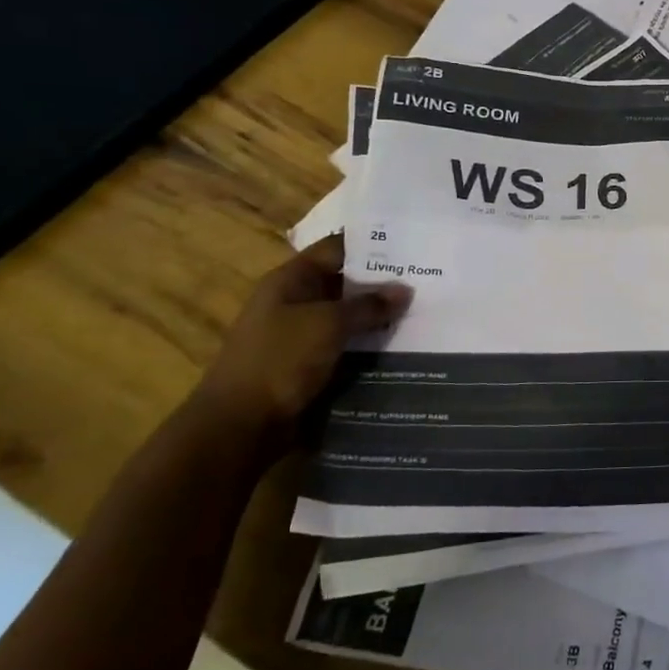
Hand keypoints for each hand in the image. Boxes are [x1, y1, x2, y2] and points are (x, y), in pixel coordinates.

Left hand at [183, 234, 411, 466]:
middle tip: (427, 279)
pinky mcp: (310, 363)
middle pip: (345, 282)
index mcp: (291, 280)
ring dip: (379, 316)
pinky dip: (370, 344)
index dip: (373, 244)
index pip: (337, 248)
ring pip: (349, 316)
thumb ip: (368, 305)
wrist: (240, 425)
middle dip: (382, 282)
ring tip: (424, 310)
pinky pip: (347, 345)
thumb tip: (404, 289)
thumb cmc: (279, 360)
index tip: (412, 245)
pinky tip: (403, 344)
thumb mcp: (328, 324)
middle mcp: (295, 301)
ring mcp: (302, 334)